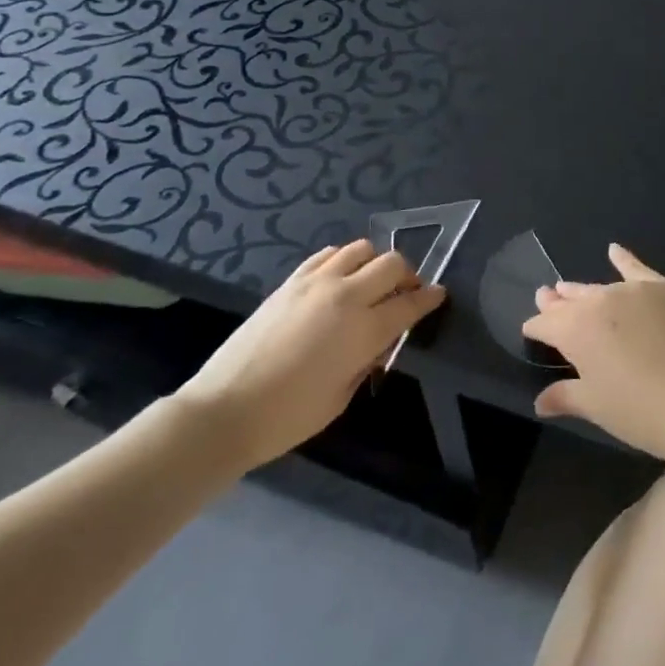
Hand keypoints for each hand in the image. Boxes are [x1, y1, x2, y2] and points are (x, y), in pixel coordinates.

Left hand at [174, 240, 444, 469]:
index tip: (439, 295)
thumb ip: (367, 359)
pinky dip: (342, 261)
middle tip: (406, 293)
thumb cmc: (289, 416)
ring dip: (374, 263)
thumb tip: (378, 340)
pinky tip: (339, 280)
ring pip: (360, 249)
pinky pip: (327, 254)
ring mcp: (315, 283)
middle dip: (407, 275)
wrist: (225, 410)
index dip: (429, 298)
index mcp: (363, 330)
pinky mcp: (290, 282)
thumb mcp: (342, 395)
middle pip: (391, 264)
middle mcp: (344, 296)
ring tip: (370, 284)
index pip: (410, 304)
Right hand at [523, 244, 664, 464]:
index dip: (536, 328)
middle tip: (546, 298)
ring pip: (599, 287)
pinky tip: (614, 249)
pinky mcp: (662, 289)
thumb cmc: (640, 411)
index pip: (545, 324)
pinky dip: (624, 259)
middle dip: (556, 303)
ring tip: (568, 288)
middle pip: (571, 300)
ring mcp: (632, 291)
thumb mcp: (596, 407)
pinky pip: (637, 268)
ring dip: (582, 290)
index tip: (531, 331)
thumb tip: (541, 401)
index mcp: (574, 330)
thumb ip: (566, 396)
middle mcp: (598, 302)